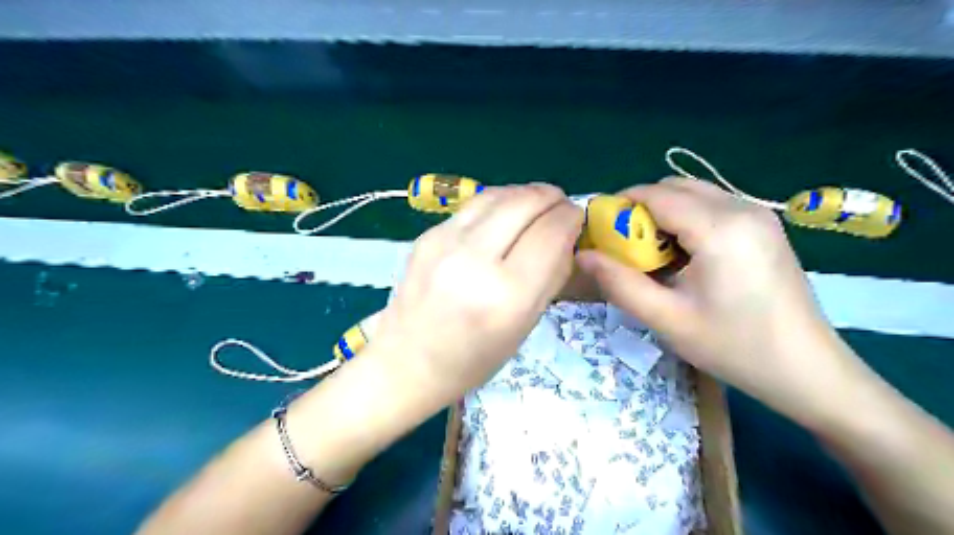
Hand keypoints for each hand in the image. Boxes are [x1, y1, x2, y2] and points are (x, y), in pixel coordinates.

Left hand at [371, 184, 580, 404]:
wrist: (407, 362)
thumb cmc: (473, 359)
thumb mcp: (525, 325)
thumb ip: (551, 275)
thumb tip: (565, 234)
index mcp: (506, 295)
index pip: (551, 232)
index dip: (571, 217)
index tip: (577, 219)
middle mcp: (474, 260)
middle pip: (525, 202)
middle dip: (551, 197)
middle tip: (560, 206)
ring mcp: (444, 242)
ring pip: (498, 195)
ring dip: (525, 194)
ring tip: (536, 205)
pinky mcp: (426, 235)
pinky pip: (474, 206)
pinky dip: (498, 205)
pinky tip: (503, 217)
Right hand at [573, 177, 856, 417]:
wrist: (808, 370)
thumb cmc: (734, 347)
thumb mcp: (666, 319)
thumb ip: (619, 283)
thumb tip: (583, 255)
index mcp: (720, 228)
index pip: (656, 195)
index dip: (620, 206)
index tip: (599, 231)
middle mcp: (742, 209)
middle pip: (675, 187)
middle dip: (641, 209)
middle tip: (624, 247)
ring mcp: (758, 215)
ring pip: (694, 194)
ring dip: (664, 214)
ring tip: (652, 254)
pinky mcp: (764, 227)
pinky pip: (713, 207)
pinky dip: (686, 220)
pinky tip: (684, 256)